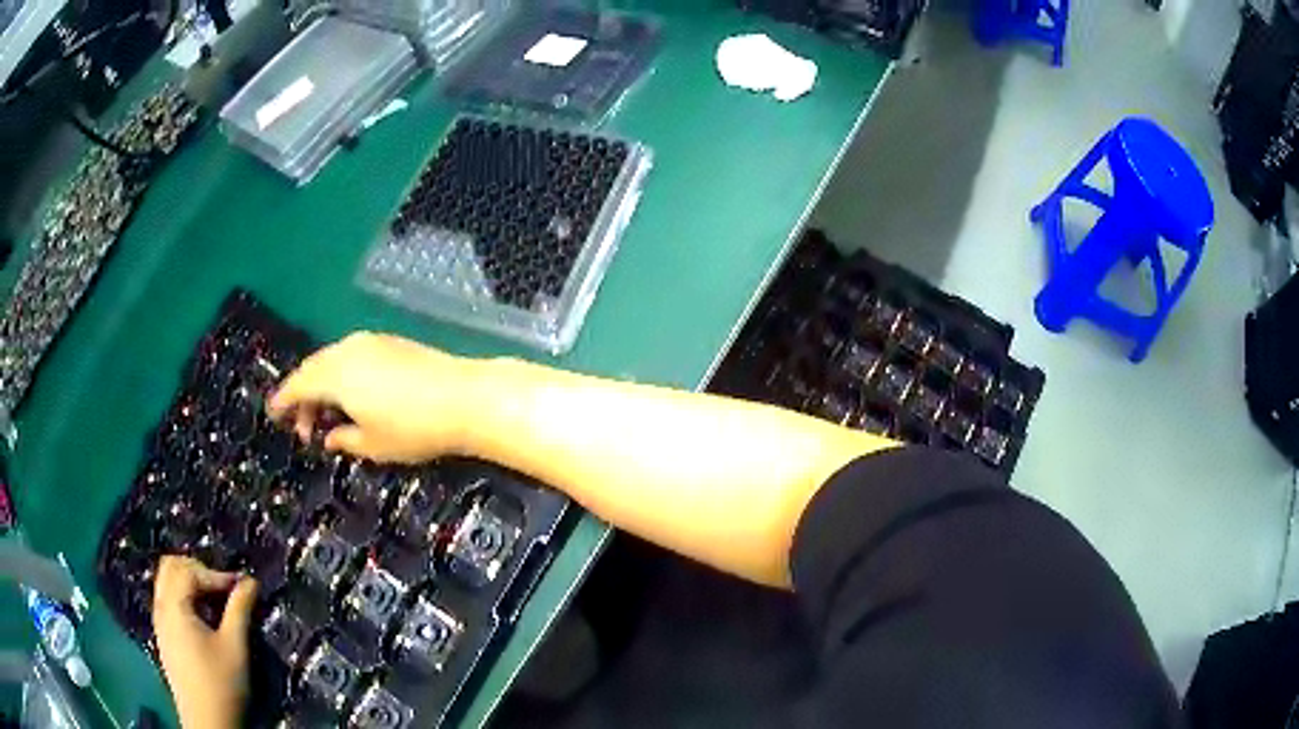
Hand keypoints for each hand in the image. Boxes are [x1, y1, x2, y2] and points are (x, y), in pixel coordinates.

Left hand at [153, 556, 257, 728]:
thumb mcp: (235, 647)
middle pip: (170, 567)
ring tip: (215, 602)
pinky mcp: (164, 637)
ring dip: (189, 583)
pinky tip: (204, 619)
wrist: (207, 722)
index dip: (216, 574)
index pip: (189, 571)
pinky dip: (184, 598)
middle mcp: (161, 608)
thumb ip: (240, 610)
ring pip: (166, 583)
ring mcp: (159, 622)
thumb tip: (250, 581)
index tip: (240, 588)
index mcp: (174, 607)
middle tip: (222, 588)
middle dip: (197, 570)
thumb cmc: (221, 684)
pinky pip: (167, 600)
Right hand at [268, 332, 480, 462]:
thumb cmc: (413, 428)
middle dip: (303, 397)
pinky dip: (342, 376)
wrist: (464, 397)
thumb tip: (329, 437)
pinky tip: (352, 399)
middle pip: (313, 369)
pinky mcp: (391, 342)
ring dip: (323, 387)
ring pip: (333, 361)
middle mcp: (347, 350)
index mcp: (335, 374)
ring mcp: (371, 342)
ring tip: (328, 419)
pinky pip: (352, 356)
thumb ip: (343, 439)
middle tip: (304, 429)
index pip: (297, 385)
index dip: (282, 401)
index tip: (272, 415)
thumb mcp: (372, 445)